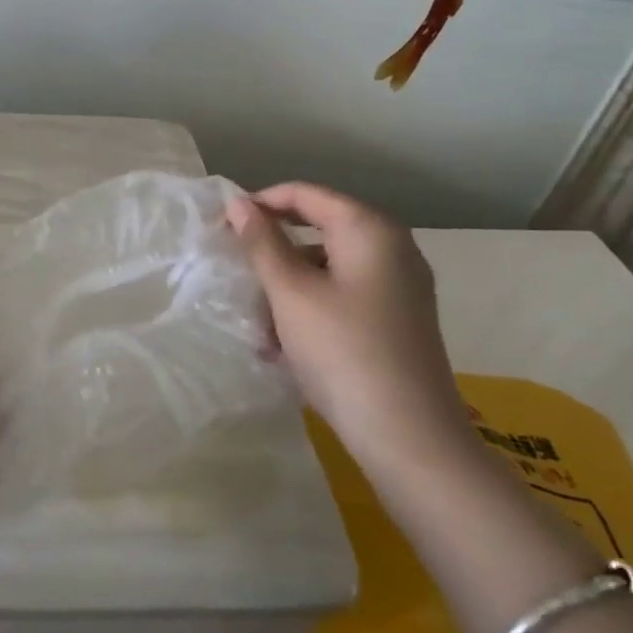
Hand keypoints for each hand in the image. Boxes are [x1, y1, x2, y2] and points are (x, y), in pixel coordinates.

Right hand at [226, 183, 469, 470]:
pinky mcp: (397, 321)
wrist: (410, 438)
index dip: (261, 203)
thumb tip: (239, 203)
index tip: (222, 225)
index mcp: (370, 230)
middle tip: (236, 271)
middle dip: (273, 252)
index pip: (306, 194)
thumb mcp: (291, 292)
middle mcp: (392, 248)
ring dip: (286, 288)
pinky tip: (284, 346)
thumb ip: (262, 243)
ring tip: (257, 325)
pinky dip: (310, 310)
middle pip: (318, 230)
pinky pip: (342, 297)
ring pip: (326, 268)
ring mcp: (399, 287)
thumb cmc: (343, 351)